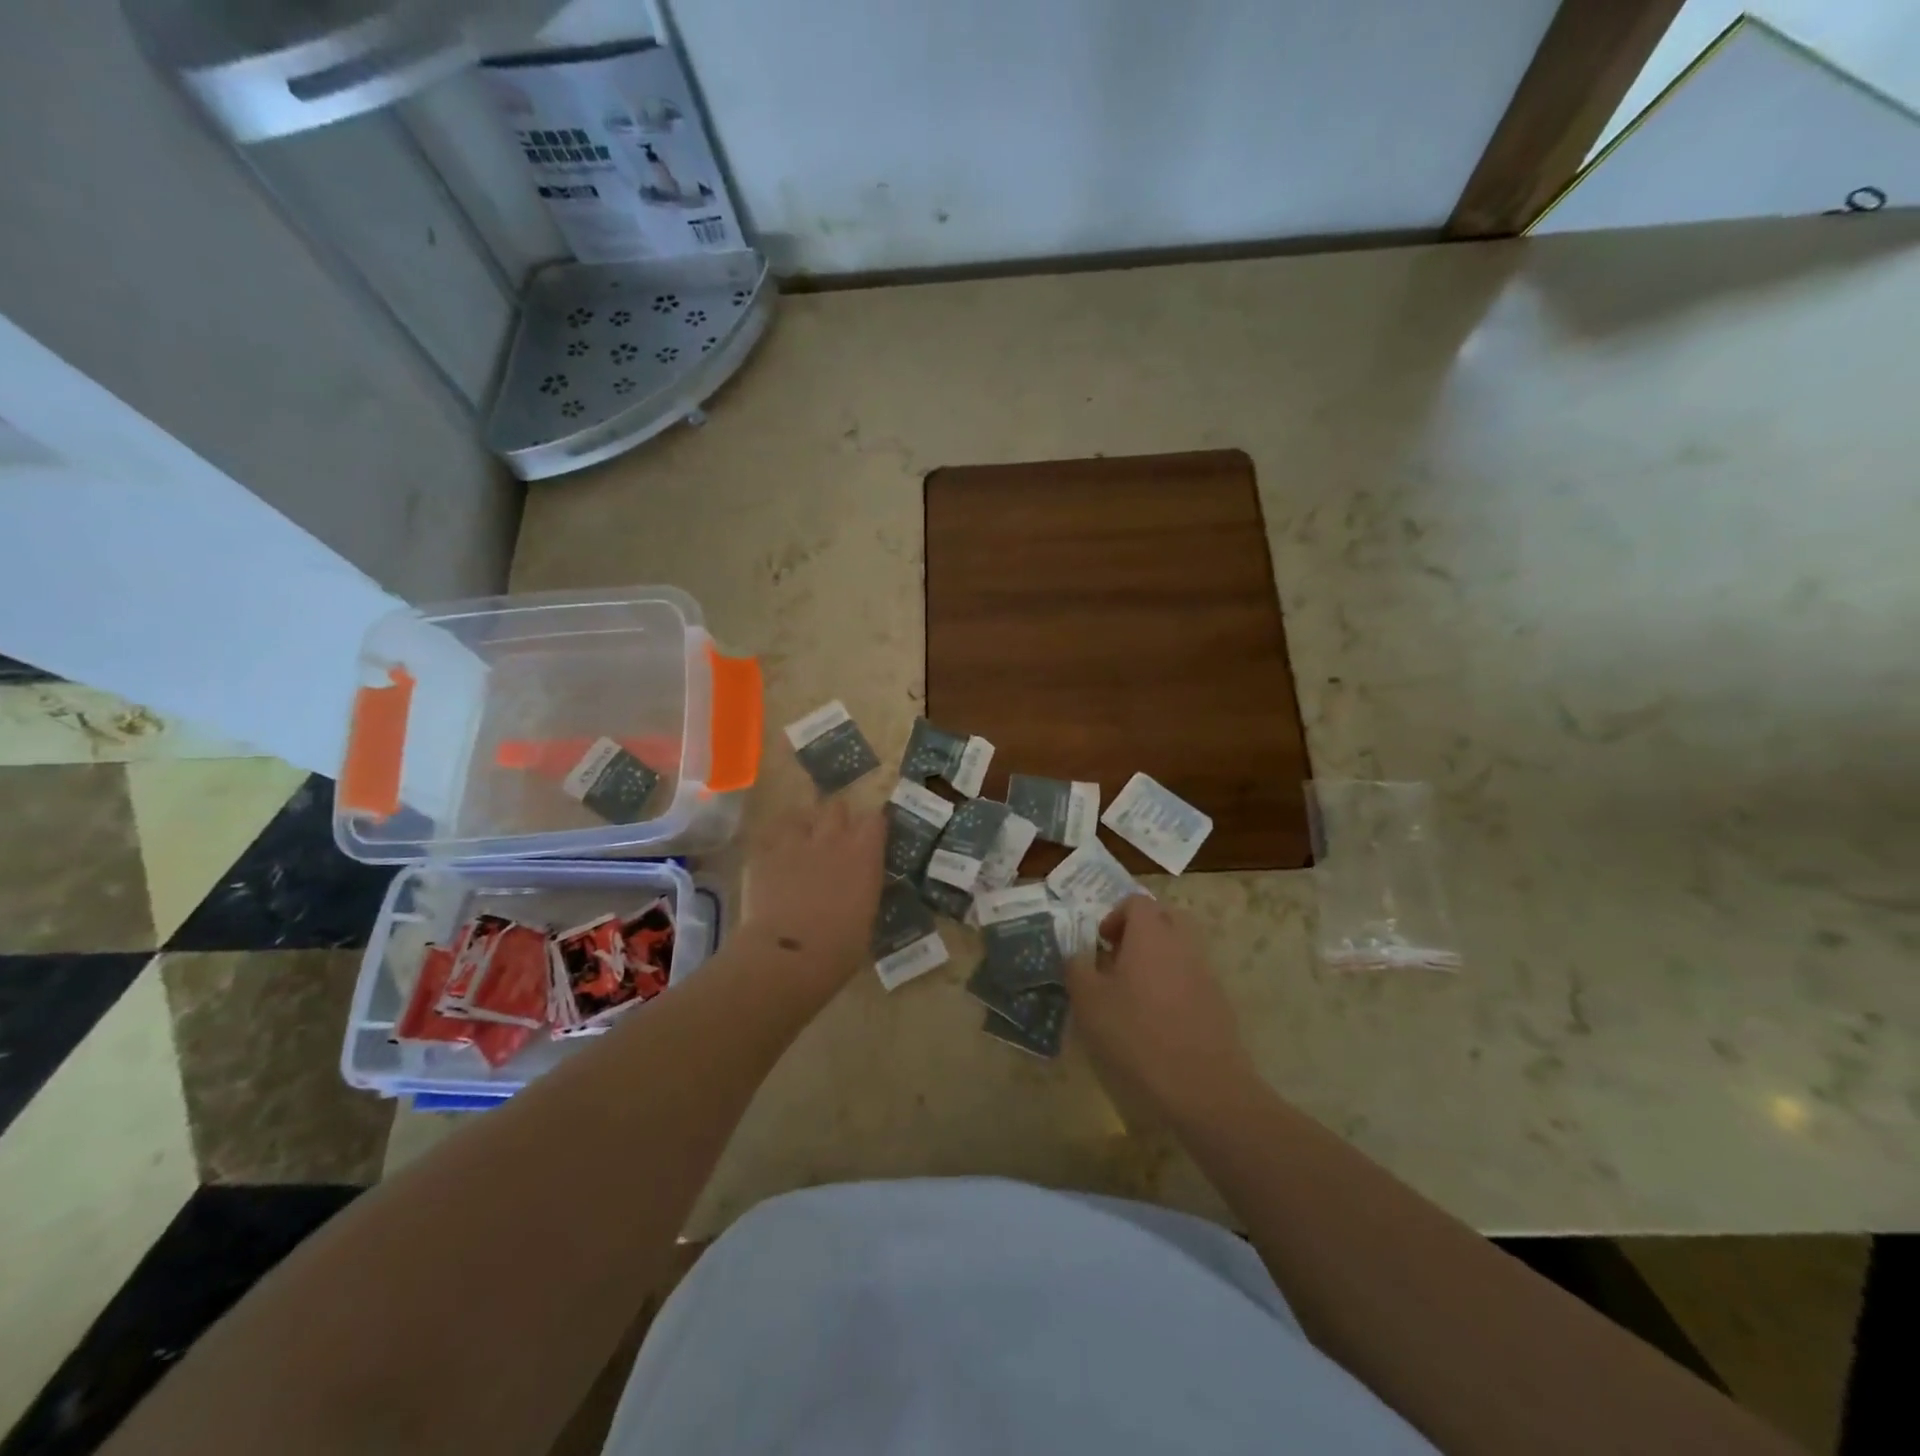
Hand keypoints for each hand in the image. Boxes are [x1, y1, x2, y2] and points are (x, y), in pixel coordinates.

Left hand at [740, 798, 885, 988]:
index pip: (875, 820)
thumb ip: (862, 889)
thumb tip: (857, 889)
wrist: (789, 955)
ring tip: (798, 844)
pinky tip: (771, 862)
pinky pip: (767, 840)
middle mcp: (831, 839)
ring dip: (801, 828)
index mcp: (863, 854)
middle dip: (836, 818)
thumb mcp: (866, 915)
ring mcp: (793, 843)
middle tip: (833, 836)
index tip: (870, 836)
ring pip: (798, 817)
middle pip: (836, 807)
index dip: (871, 826)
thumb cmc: (841, 947)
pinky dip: (771, 848)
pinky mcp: (762, 855)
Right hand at [1067, 895, 1259, 1122]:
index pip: (1136, 902)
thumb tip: (1076, 956)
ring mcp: (1205, 971)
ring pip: (1181, 946)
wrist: (1203, 1085)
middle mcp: (1182, 943)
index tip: (1101, 944)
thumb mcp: (1089, 1002)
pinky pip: (1192, 975)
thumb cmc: (1137, 1034)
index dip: (1115, 916)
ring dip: (1158, 957)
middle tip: (1119, 958)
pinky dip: (1174, 982)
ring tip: (1135, 990)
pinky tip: (1158, 1017)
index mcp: (1151, 934)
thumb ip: (1077, 970)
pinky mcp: (1218, 1001)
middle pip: (1165, 917)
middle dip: (1141, 930)